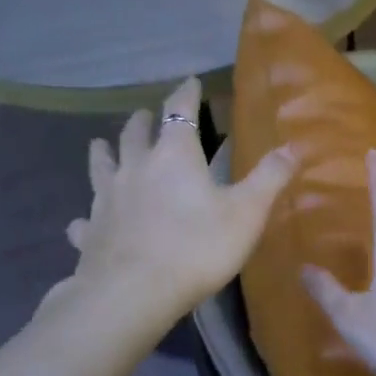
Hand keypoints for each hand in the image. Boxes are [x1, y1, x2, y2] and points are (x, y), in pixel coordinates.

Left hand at [61, 78, 295, 319]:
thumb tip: (292, 146)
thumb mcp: (247, 213)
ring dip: (103, 153)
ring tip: (101, 145)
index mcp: (174, 156)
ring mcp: (106, 199)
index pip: (180, 112)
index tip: (190, 82)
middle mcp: (135, 168)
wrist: (135, 293)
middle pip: (134, 134)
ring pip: (101, 166)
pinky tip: (83, 222)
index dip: (186, 94)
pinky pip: (85, 219)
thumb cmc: (197, 248)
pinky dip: (86, 216)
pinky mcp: (90, 232)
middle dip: (142, 121)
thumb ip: (269, 178)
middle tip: (144, 115)